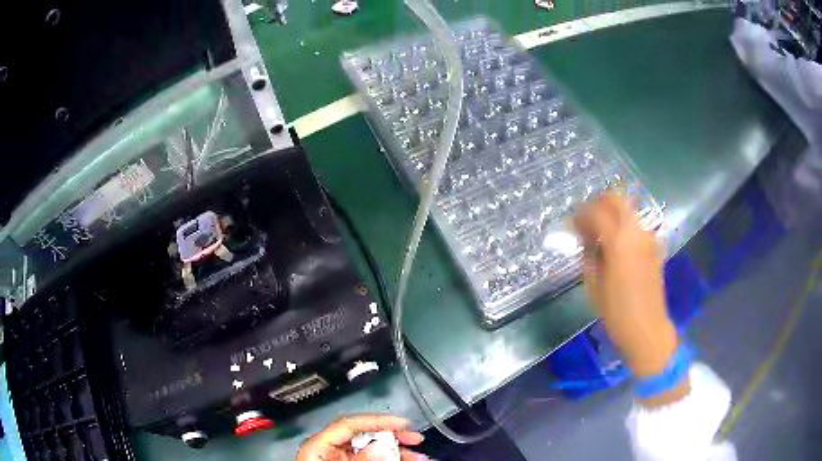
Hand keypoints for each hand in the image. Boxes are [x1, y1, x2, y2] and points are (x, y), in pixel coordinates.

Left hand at [297, 415, 425, 460]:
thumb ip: (360, 460)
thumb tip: (383, 446)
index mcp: (321, 445)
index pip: (350, 424)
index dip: (378, 421)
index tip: (403, 424)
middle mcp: (332, 450)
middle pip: (365, 436)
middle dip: (393, 436)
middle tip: (415, 439)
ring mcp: (342, 460)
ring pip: (373, 450)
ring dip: (397, 452)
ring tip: (419, 457)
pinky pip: (373, 460)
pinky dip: (390, 460)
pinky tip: (405, 460)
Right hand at [573, 192, 676, 378]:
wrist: (647, 328)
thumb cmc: (616, 312)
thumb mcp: (594, 285)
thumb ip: (588, 255)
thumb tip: (584, 239)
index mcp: (618, 241)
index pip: (596, 212)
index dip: (581, 214)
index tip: (572, 225)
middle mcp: (636, 232)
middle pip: (617, 199)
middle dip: (599, 204)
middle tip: (587, 221)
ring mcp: (648, 237)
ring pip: (629, 209)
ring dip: (613, 214)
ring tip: (601, 234)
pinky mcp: (655, 246)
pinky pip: (637, 225)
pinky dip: (625, 226)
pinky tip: (618, 246)